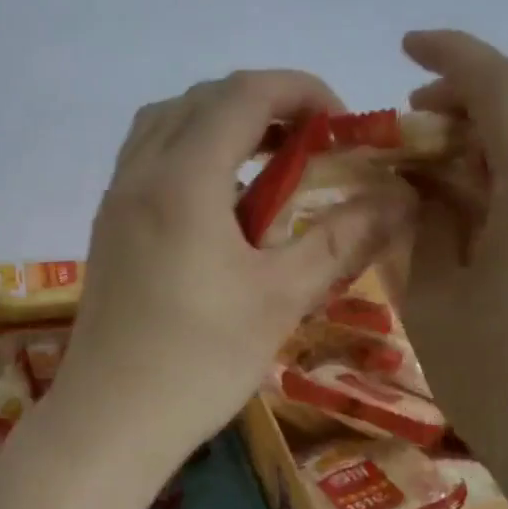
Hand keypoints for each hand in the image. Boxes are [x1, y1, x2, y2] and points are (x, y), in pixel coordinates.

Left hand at [53, 70, 415, 468]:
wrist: (110, 419)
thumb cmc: (199, 361)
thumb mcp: (281, 298)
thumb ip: (341, 238)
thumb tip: (399, 198)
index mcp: (182, 180)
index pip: (243, 93)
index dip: (300, 90)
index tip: (340, 123)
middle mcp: (140, 173)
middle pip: (202, 98)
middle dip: (263, 102)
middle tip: (310, 141)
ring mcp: (116, 197)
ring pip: (167, 121)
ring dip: (220, 121)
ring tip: (267, 160)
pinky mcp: (108, 224)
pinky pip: (148, 155)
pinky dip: (189, 149)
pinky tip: (220, 199)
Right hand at [399, 32, 507, 503]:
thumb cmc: (502, 383)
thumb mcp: (434, 297)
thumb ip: (423, 221)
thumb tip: (416, 180)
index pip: (505, 88)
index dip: (453, 57)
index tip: (406, 48)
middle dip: (473, 94)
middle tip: (413, 126)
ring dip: (499, 131)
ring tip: (442, 168)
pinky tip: (485, 207)